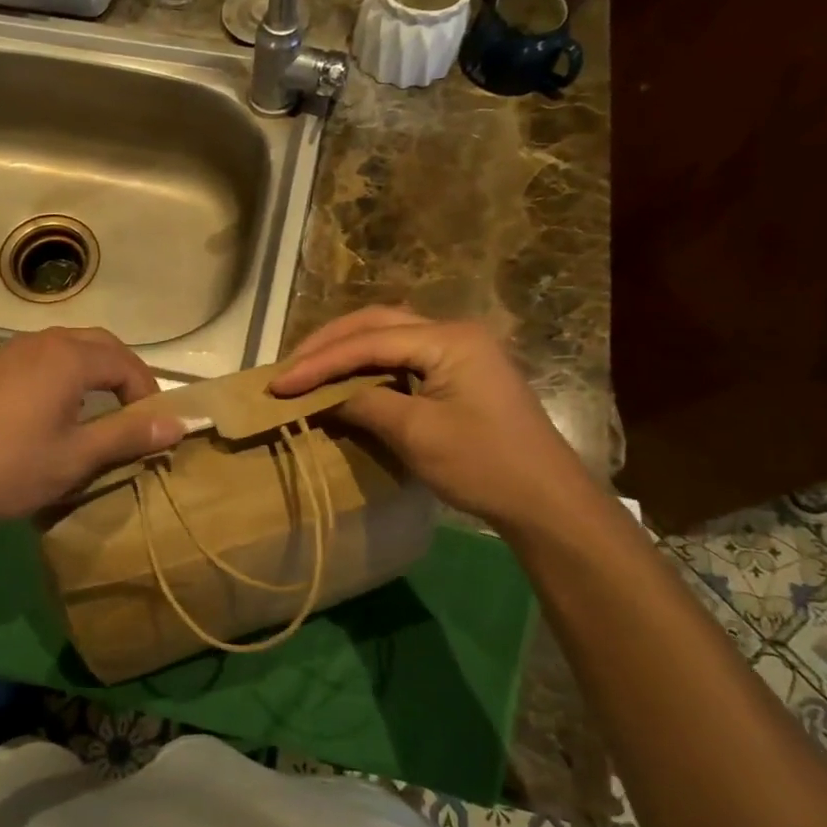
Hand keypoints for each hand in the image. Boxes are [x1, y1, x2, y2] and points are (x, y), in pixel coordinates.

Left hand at [0, 328, 184, 523]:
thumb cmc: (9, 466)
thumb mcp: (76, 457)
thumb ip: (129, 435)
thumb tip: (179, 423)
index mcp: (68, 357)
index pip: (126, 363)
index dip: (148, 393)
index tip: (155, 427)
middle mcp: (43, 340)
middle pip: (101, 344)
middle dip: (126, 373)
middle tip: (136, 412)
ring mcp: (13, 349)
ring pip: (71, 347)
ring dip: (96, 370)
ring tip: (105, 409)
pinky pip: (45, 356)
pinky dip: (68, 372)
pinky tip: (61, 407)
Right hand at [270, 307, 587, 528]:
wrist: (547, 502)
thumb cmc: (483, 465)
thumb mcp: (416, 434)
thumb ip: (365, 403)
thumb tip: (323, 397)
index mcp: (449, 339)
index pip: (369, 342)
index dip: (319, 362)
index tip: (279, 384)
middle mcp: (454, 332)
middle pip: (377, 323)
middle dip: (328, 344)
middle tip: (289, 367)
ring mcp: (461, 350)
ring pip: (389, 336)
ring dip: (347, 350)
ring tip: (308, 369)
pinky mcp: (461, 372)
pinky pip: (404, 356)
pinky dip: (369, 365)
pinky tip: (347, 379)